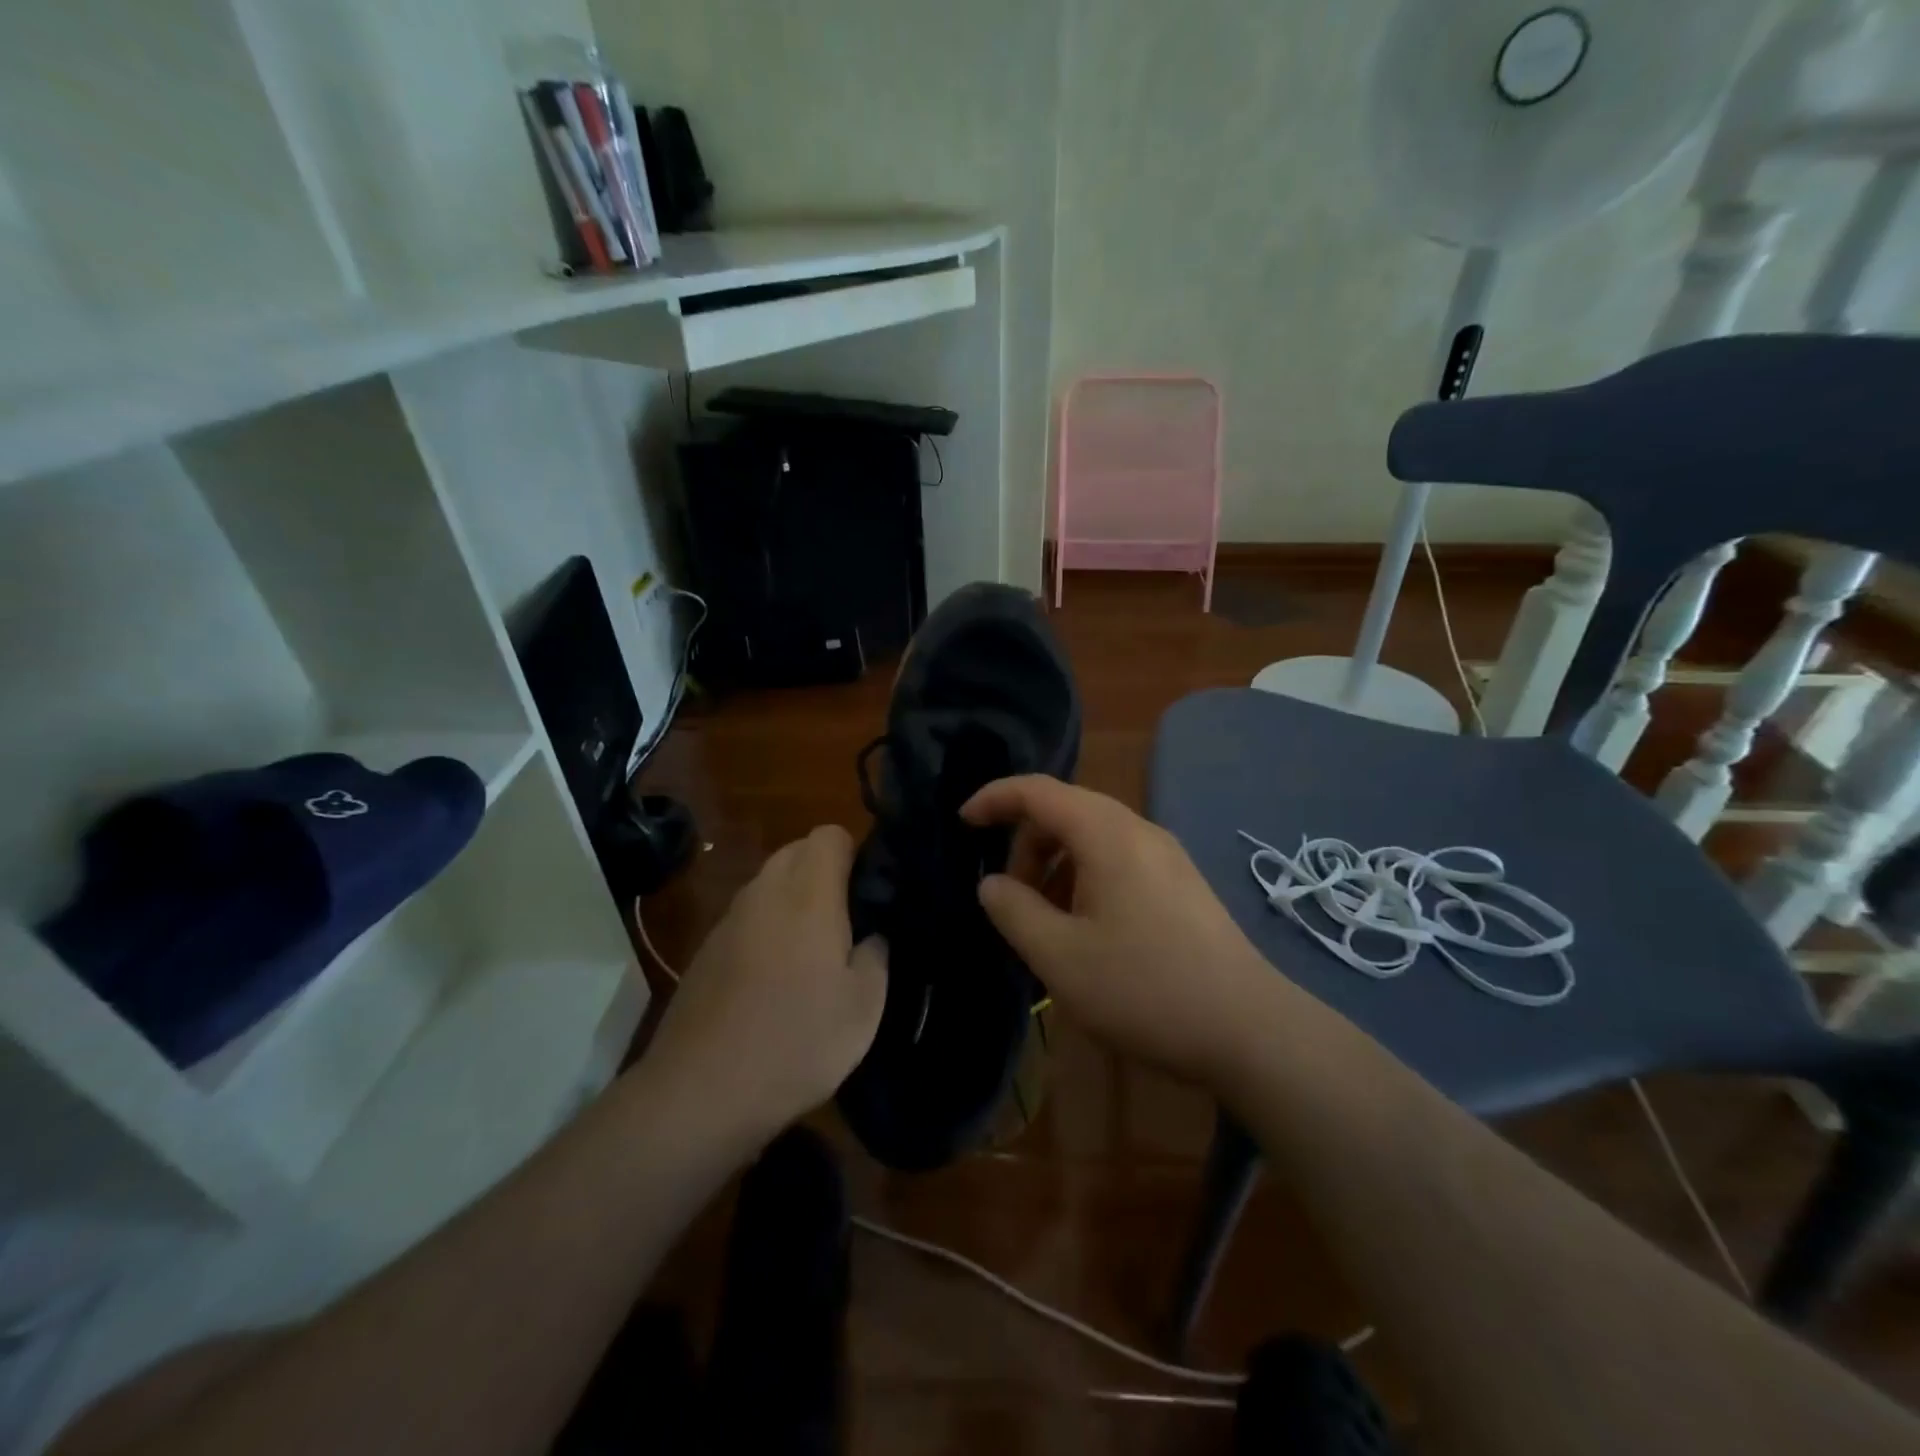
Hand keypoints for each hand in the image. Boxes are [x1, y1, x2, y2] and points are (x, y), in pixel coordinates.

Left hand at [646, 825, 886, 1138]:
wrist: (700, 1092)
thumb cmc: (796, 1043)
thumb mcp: (864, 1007)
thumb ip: (876, 955)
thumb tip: (872, 935)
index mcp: (808, 895)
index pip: (829, 834)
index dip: (854, 852)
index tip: (869, 890)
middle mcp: (764, 893)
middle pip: (796, 851)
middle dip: (824, 871)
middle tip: (848, 921)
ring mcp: (729, 919)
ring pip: (769, 883)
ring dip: (794, 899)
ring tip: (813, 952)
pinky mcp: (707, 948)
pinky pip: (747, 916)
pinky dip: (766, 927)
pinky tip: (774, 979)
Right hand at [963, 776, 1275, 1087]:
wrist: (1249, 1031)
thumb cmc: (1145, 989)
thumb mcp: (1060, 957)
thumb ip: (1014, 911)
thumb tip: (993, 883)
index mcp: (1108, 835)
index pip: (1039, 791)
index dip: (995, 798)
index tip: (963, 823)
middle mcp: (1140, 831)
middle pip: (1066, 812)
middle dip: (1026, 845)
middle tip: (1009, 898)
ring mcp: (1167, 857)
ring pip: (1093, 839)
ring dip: (1056, 867)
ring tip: (1045, 923)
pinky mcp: (1182, 884)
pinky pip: (1119, 861)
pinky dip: (1085, 880)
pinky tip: (1086, 932)